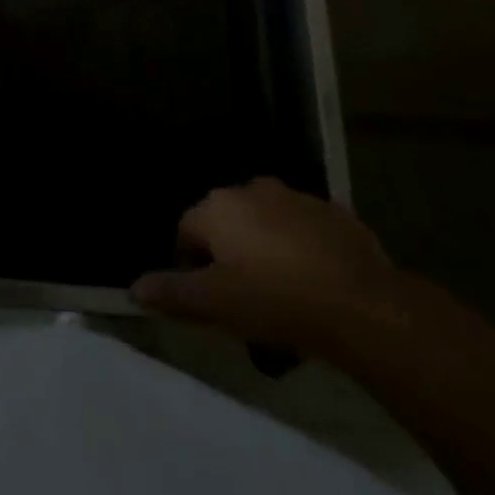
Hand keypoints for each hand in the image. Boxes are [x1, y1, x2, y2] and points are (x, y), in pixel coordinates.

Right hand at [130, 178, 409, 358]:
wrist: (361, 304)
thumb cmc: (276, 301)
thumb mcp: (215, 305)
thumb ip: (172, 293)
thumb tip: (134, 288)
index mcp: (218, 207)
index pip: (186, 232)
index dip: (192, 269)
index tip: (211, 304)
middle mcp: (250, 189)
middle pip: (227, 226)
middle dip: (231, 260)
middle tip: (246, 304)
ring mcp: (295, 197)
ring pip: (267, 226)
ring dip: (266, 253)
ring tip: (283, 300)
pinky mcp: (333, 212)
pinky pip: (305, 231)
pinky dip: (302, 252)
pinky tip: (316, 288)